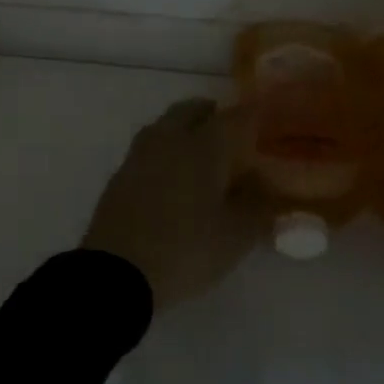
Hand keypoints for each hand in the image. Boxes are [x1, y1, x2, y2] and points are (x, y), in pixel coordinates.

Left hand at [83, 98, 261, 311]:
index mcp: (203, 146)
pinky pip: (149, 150)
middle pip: (191, 111)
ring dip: (185, 129)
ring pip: (165, 126)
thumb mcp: (236, 235)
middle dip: (213, 114)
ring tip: (202, 152)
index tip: (267, 118)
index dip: (254, 115)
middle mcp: (169, 140)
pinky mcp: (120, 176)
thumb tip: (264, 183)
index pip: (235, 117)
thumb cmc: (186, 249)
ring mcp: (139, 156)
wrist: (117, 272)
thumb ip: (258, 204)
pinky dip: (166, 152)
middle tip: (231, 131)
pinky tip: (173, 175)